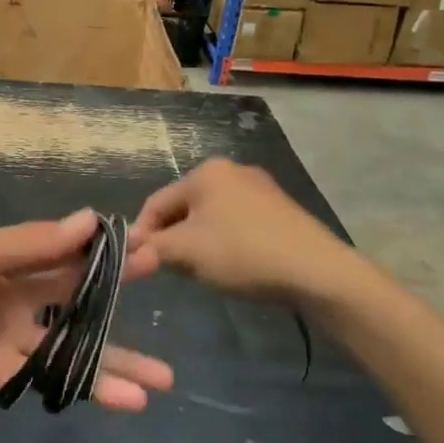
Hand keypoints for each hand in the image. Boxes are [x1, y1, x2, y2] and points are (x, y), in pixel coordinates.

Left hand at [0, 211, 173, 413]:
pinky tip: (130, 398)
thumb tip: (88, 221)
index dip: (96, 247)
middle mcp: (11, 295)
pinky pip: (55, 376)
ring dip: (116, 358)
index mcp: (1, 258)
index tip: (139, 240)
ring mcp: (11, 337)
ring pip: (73, 344)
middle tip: (161, 273)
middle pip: (73, 293)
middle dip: (115, 290)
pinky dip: (91, 386)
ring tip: (164, 378)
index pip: (58, 249)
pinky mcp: (5, 373)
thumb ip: (29, 245)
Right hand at [130, 159, 365, 305]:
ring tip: (203, 271)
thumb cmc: (242, 253)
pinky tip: (233, 266)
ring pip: (209, 217)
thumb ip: (151, 250)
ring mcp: (260, 188)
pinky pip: (236, 223)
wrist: (317, 272)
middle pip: (183, 208)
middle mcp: (231, 170)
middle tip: (171, 270)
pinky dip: (225, 242)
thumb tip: (126, 256)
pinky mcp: (280, 210)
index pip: (156, 203)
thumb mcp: (186, 253)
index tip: (137, 263)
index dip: (142, 234)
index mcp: (205, 172)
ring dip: (197, 242)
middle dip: (172, 239)